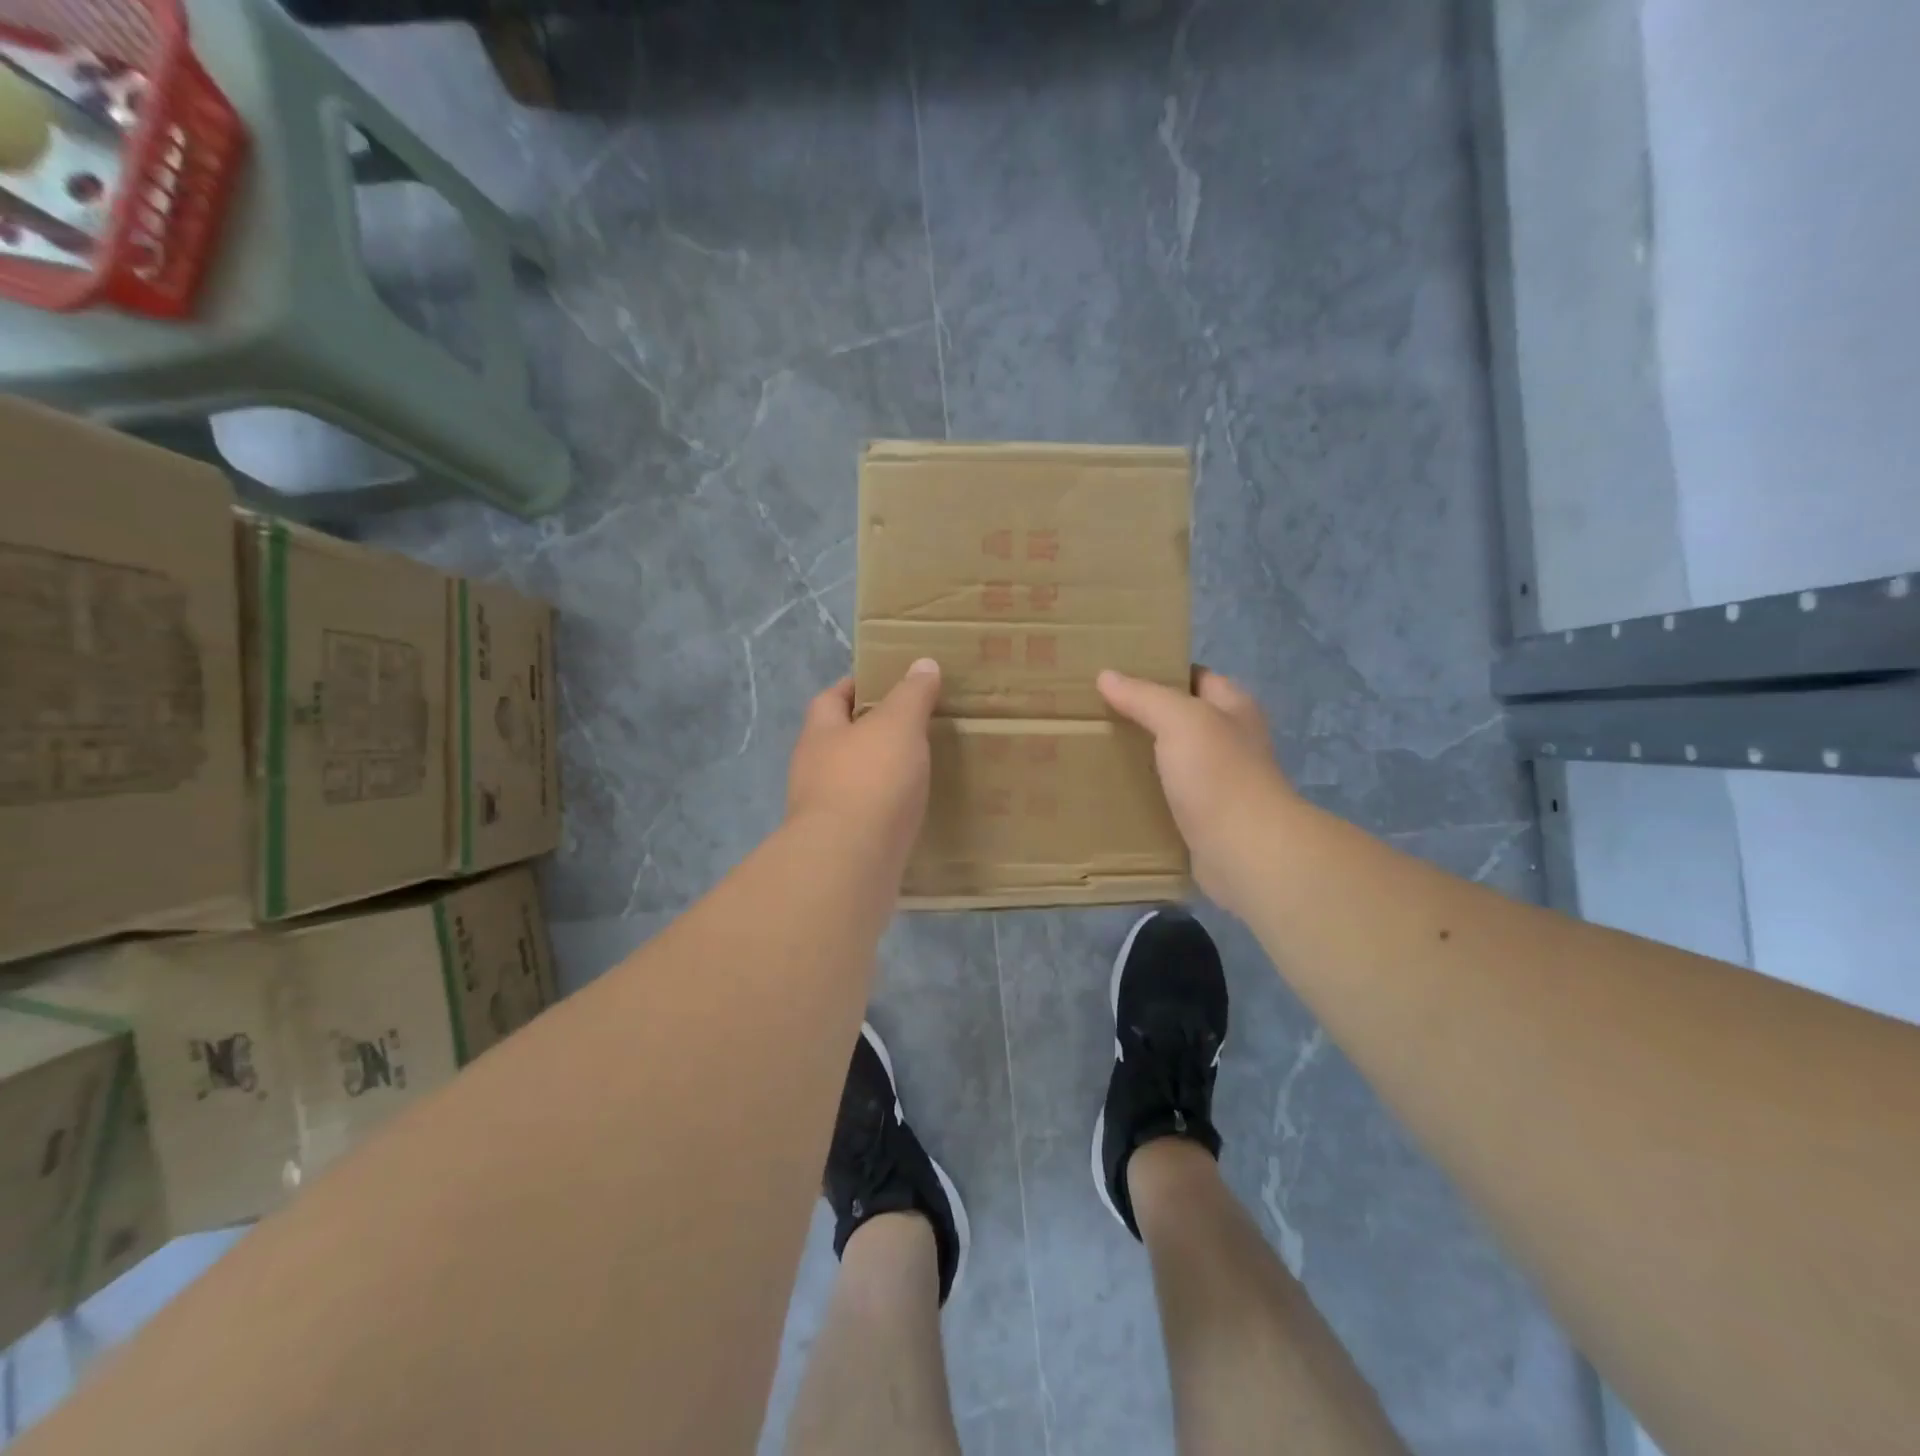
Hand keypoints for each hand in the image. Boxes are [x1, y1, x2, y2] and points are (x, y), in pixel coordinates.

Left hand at [787, 660, 942, 868]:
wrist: (848, 864)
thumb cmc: (870, 781)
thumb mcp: (898, 725)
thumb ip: (911, 695)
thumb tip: (922, 663)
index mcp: (820, 734)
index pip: (830, 698)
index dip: (855, 686)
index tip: (886, 683)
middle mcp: (813, 770)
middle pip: (839, 741)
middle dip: (870, 732)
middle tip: (912, 726)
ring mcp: (823, 812)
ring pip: (852, 781)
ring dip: (878, 774)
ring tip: (918, 768)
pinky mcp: (840, 846)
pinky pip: (865, 817)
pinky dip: (885, 810)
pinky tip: (911, 812)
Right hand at [1098, 666, 1295, 912]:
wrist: (1246, 851)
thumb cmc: (1219, 774)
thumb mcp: (1179, 720)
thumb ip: (1143, 696)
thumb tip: (1106, 676)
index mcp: (1233, 708)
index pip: (1196, 677)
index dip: (1161, 671)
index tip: (1117, 674)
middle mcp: (1230, 741)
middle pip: (1181, 719)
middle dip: (1143, 715)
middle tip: (1097, 713)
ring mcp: (1219, 782)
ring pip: (1172, 759)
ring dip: (1141, 756)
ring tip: (1096, 749)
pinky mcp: (1204, 818)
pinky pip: (1167, 797)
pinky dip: (1144, 793)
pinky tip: (1112, 791)